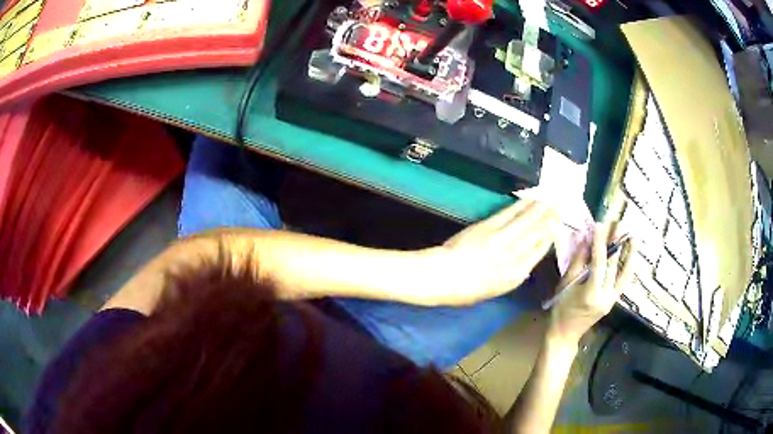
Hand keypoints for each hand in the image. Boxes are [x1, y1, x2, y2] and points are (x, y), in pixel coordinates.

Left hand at [429, 199, 558, 304]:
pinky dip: (522, 205)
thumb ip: (511, 276)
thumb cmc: (464, 290)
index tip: (557, 227)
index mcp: (515, 277)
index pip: (538, 254)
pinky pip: (510, 214)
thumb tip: (524, 263)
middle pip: (538, 235)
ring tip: (551, 199)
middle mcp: (514, 258)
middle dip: (551, 220)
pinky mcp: (489, 228)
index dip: (550, 238)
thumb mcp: (493, 290)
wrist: (442, 277)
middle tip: (561, 206)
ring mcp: (502, 241)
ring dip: (541, 209)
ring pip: (528, 222)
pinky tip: (530, 199)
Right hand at [547, 218, 635, 344]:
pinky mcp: (613, 300)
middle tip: (619, 222)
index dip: (600, 242)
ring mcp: (612, 299)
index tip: (601, 224)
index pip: (599, 262)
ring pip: (624, 273)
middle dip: (616, 242)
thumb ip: (577, 261)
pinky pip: (623, 281)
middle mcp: (605, 296)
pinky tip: (631, 255)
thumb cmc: (560, 310)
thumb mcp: (565, 285)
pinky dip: (628, 267)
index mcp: (591, 293)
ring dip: (629, 253)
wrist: (565, 335)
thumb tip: (584, 238)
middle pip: (614, 265)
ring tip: (633, 235)